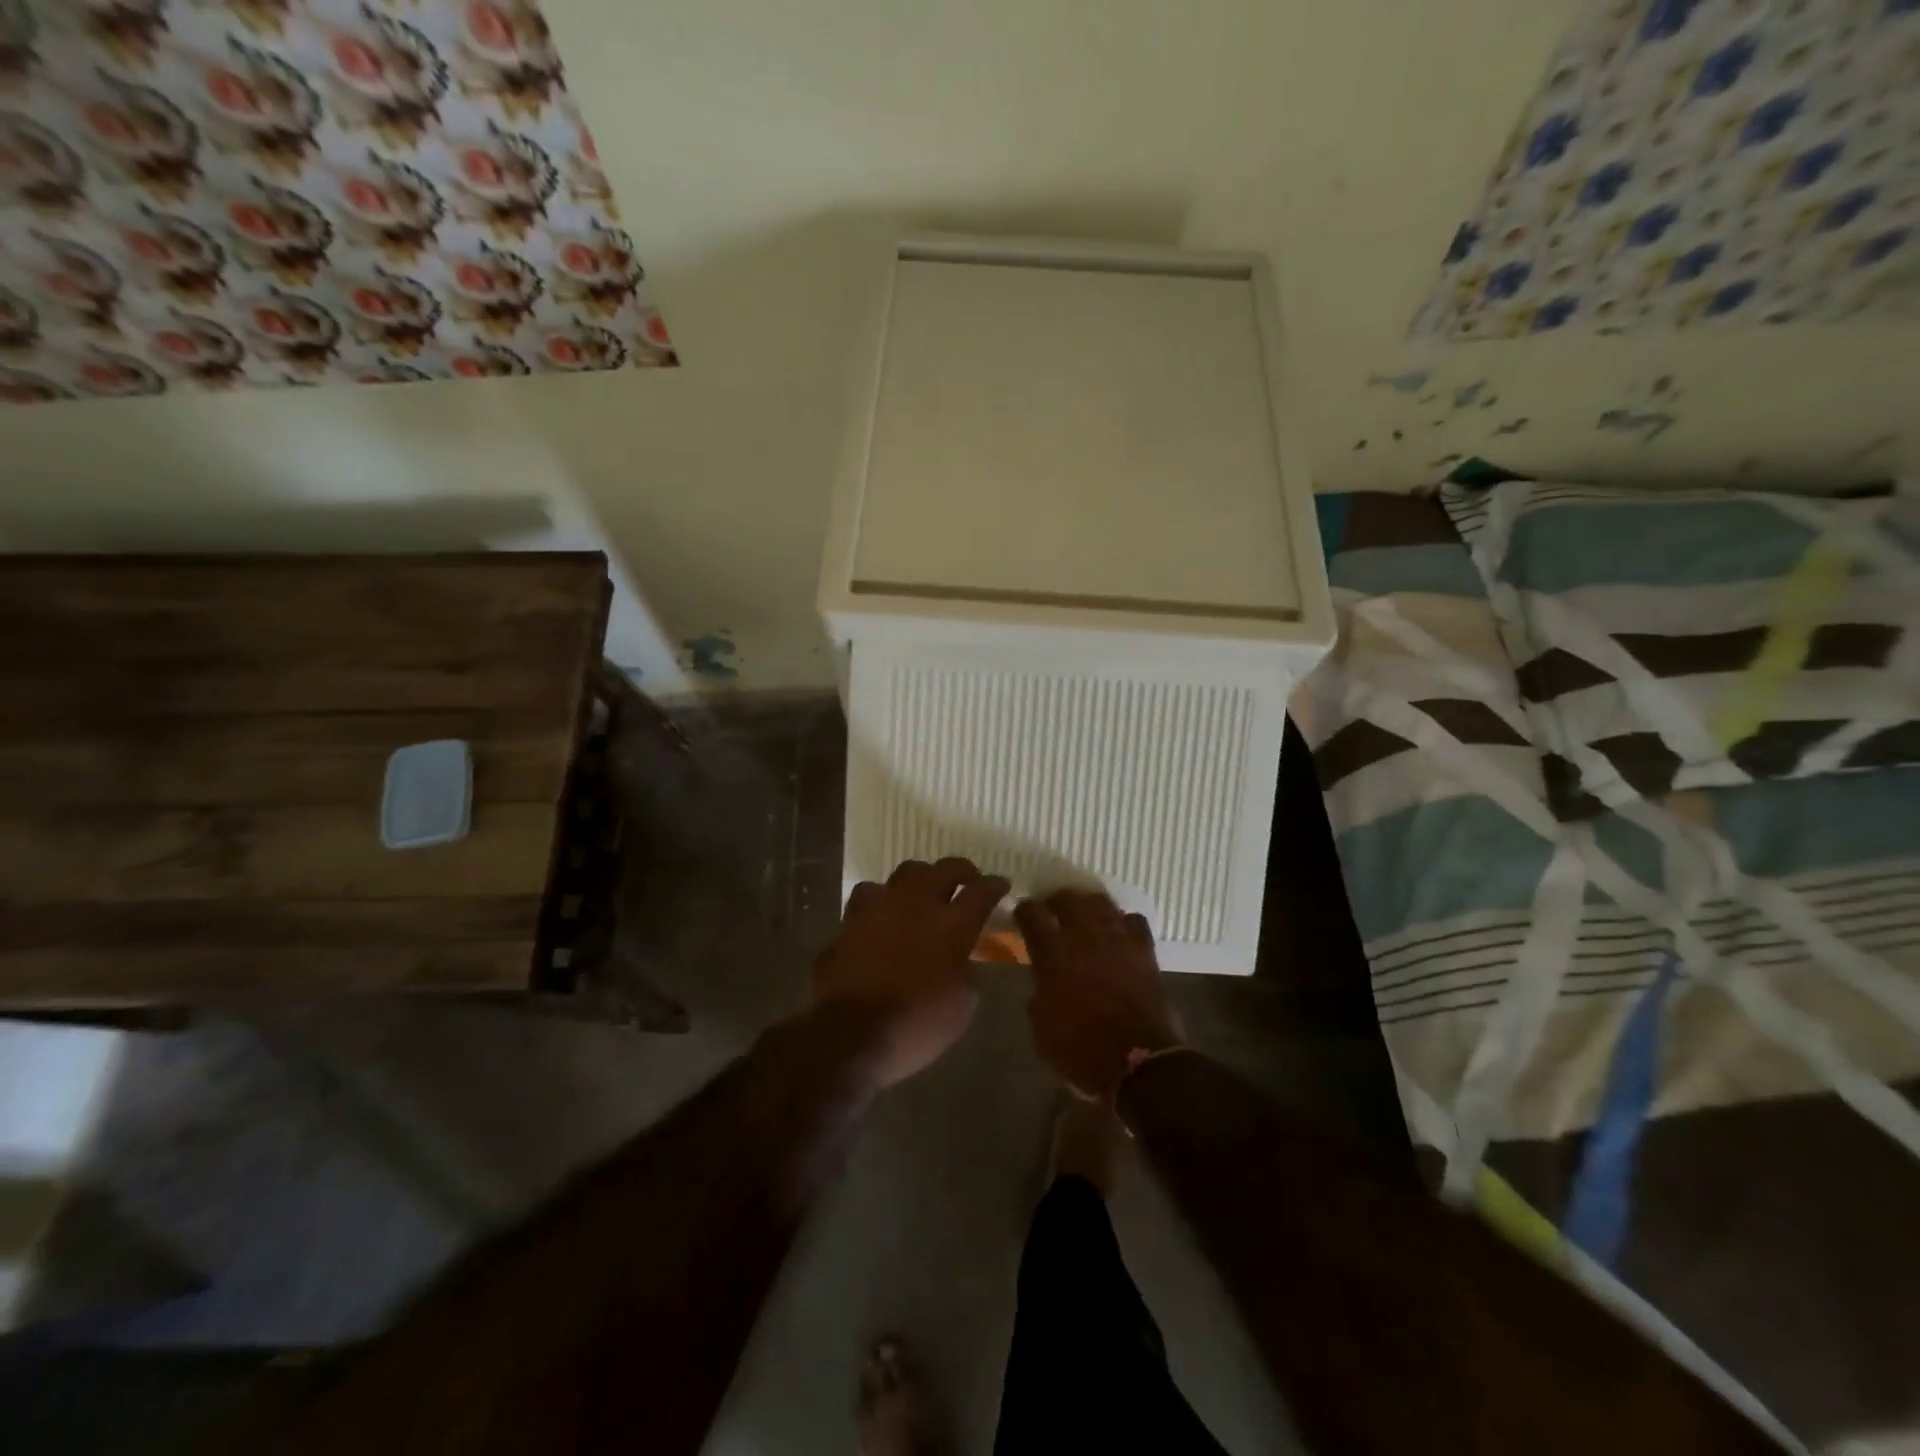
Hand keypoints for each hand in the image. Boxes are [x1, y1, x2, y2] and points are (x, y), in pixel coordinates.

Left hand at [812, 857, 1009, 1088]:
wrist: (851, 1034)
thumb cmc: (917, 1025)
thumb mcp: (962, 1005)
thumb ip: (966, 971)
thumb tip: (960, 959)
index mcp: (952, 925)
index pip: (981, 891)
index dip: (994, 885)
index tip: (1001, 884)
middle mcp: (917, 904)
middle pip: (944, 869)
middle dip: (960, 870)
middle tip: (967, 879)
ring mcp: (880, 908)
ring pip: (904, 873)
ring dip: (919, 879)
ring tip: (922, 891)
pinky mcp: (850, 921)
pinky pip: (868, 897)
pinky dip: (880, 901)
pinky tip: (882, 914)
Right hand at [1016, 891, 1183, 1099]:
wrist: (1139, 1064)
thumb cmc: (1081, 1051)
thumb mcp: (1042, 1027)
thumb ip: (1038, 991)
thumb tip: (1043, 978)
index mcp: (1053, 954)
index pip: (1031, 914)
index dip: (1023, 910)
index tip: (1021, 914)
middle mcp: (1084, 936)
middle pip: (1067, 899)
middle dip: (1055, 900)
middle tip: (1051, 909)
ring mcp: (1118, 940)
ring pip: (1101, 903)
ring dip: (1088, 904)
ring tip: (1083, 913)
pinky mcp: (1144, 951)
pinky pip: (1134, 920)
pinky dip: (1123, 922)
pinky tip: (1118, 931)